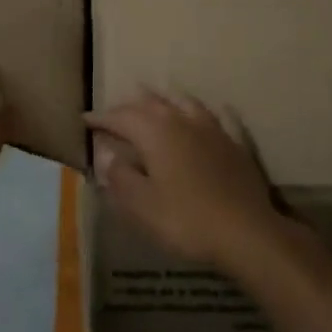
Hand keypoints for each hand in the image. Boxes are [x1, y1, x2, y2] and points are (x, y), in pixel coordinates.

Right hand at [86, 93, 305, 271]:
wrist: (246, 231)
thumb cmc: (186, 220)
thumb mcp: (142, 206)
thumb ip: (121, 178)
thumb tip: (107, 155)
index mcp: (154, 131)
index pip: (121, 117)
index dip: (101, 118)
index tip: (85, 120)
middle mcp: (181, 119)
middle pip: (150, 103)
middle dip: (129, 106)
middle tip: (115, 114)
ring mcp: (211, 127)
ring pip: (183, 102)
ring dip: (164, 100)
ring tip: (154, 101)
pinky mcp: (234, 141)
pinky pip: (218, 116)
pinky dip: (207, 112)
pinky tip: (210, 112)